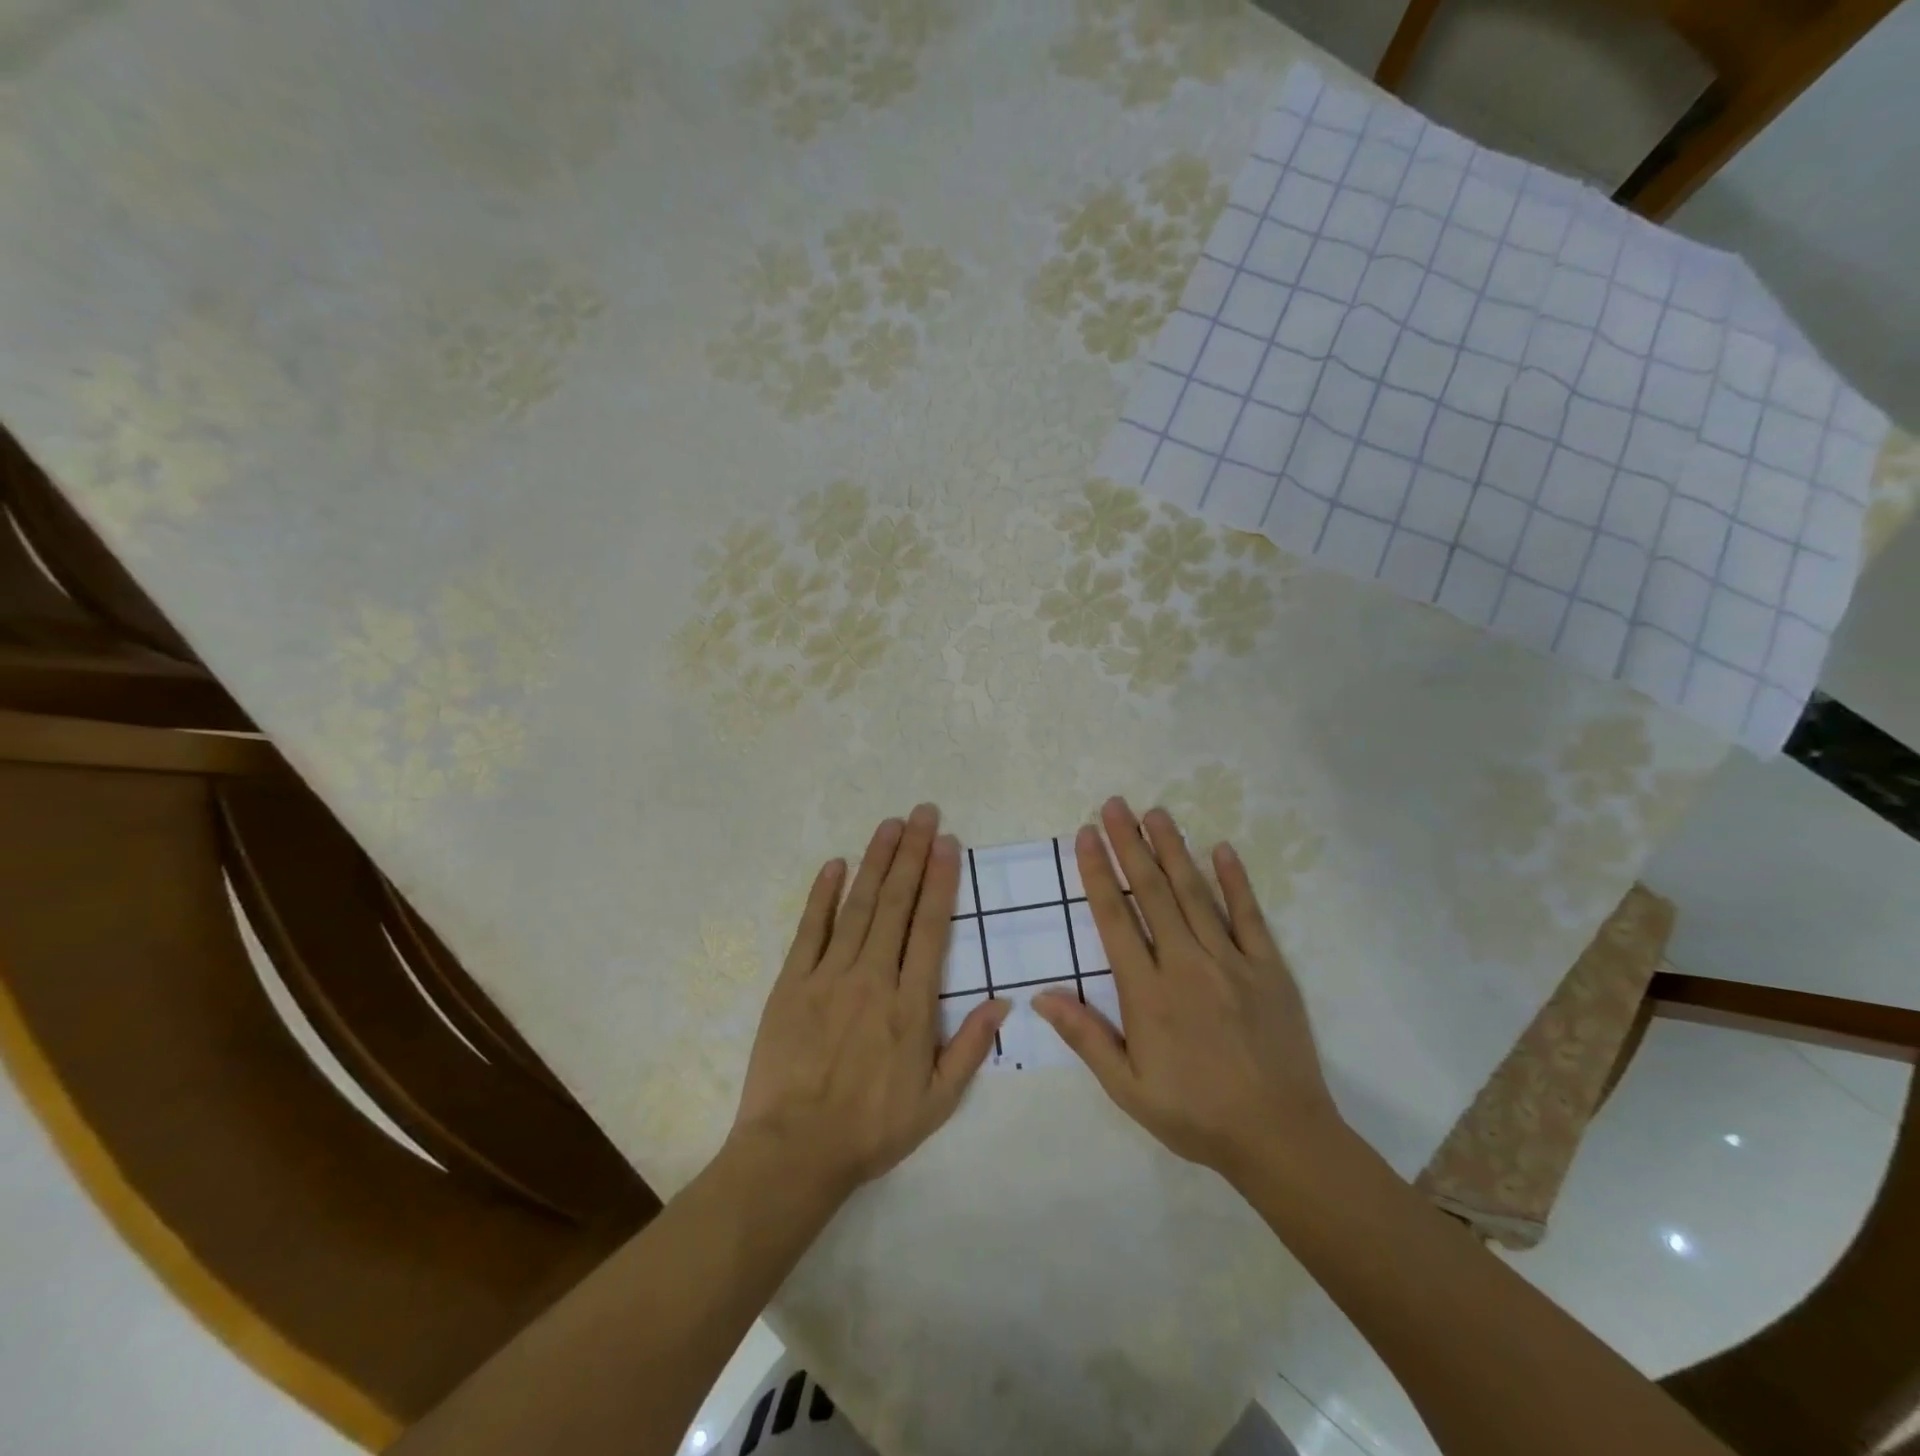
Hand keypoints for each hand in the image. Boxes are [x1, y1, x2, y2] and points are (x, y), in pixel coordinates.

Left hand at [730, 804, 1007, 1201]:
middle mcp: (873, 978)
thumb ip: (971, 1047)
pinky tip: (834, 864)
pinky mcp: (792, 983)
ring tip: (890, 825)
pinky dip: (823, 895)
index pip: (931, 928)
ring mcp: (829, 976)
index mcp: (911, 1005)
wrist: (794, 1151)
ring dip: (875, 861)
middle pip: (896, 904)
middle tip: (923, 813)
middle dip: (913, 855)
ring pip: (858, 906)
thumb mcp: (937, 1102)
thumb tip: (1003, 1000)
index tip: (948, 844)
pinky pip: (810, 930)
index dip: (941, 882)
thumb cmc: (871, 1128)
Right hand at [1034, 797, 1345, 1185]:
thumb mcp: (1128, 1089)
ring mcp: (1231, 961)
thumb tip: (1041, 996)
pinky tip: (1221, 848)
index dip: (1097, 872)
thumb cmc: (1195, 1114)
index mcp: (1147, 992)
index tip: (1086, 834)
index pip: (1115, 918)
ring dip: (1173, 849)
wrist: (1281, 1137)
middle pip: (1151, 892)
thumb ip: (1086, 1038)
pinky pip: (1249, 915)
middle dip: (1130, 844)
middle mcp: (1186, 964)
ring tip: (1155, 812)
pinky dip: (1234, 880)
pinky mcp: (1268, 968)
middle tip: (1115, 805)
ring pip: (1195, 894)